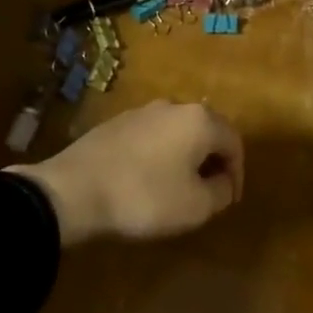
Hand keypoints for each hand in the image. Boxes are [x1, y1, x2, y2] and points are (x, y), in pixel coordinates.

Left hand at [10, 101, 243, 245]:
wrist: (75, 189)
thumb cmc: (145, 197)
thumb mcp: (195, 206)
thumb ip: (220, 192)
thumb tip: (222, 182)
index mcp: (199, 120)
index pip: (234, 141)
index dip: (237, 172)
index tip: (229, 200)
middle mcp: (174, 106)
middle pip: (206, 130)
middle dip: (213, 160)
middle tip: (210, 191)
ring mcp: (142, 111)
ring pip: (177, 131)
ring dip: (185, 156)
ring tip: (179, 187)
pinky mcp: (117, 123)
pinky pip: (152, 136)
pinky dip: (160, 155)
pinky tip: (148, 179)